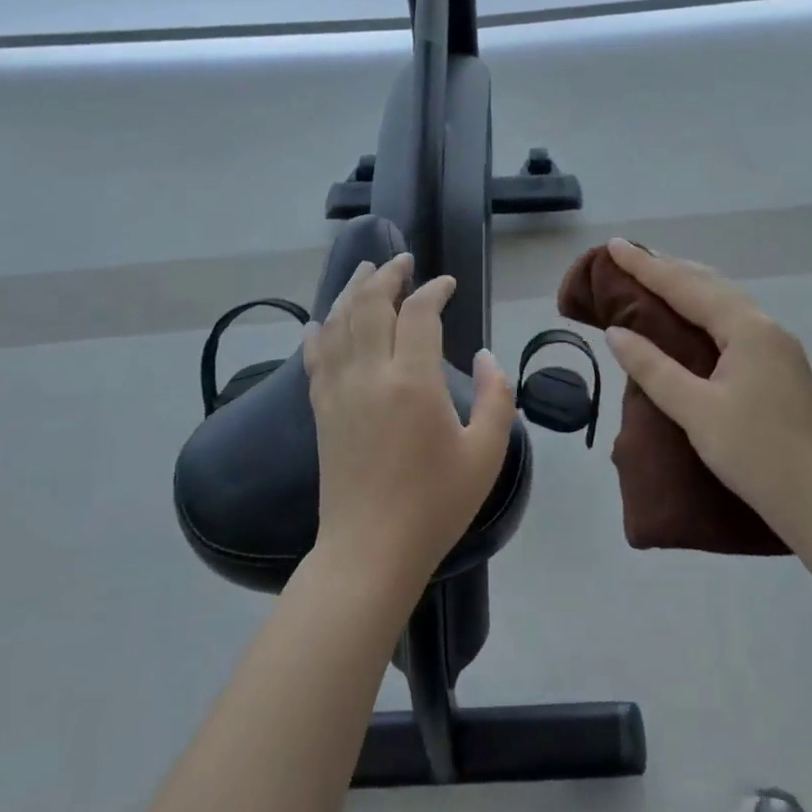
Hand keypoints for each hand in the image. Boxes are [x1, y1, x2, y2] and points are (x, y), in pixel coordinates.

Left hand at [304, 254, 515, 589]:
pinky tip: (321, 319)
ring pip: (338, 321)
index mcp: (413, 381)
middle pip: (370, 303)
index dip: (434, 289)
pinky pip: (315, 355)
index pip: (419, 312)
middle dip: (388, 275)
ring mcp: (338, 390)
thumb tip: (485, 355)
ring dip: (352, 290)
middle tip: (403, 260)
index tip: (448, 284)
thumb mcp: (486, 453)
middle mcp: (370, 374)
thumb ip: (497, 397)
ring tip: (366, 270)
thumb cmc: (435, 504)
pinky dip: (319, 329)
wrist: (369, 550)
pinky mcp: (321, 409)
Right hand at [600, 238, 811, 542]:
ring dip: (687, 287)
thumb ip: (654, 368)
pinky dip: (703, 310)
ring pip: (724, 302)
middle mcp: (765, 327)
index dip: (646, 267)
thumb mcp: (697, 412)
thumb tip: (617, 333)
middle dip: (667, 269)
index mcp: (747, 329)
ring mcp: (777, 348)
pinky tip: (692, 320)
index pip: (686, 286)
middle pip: (709, 285)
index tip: (614, 246)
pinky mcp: (779, 368)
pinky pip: (732, 321)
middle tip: (628, 259)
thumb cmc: (757, 455)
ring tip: (654, 279)